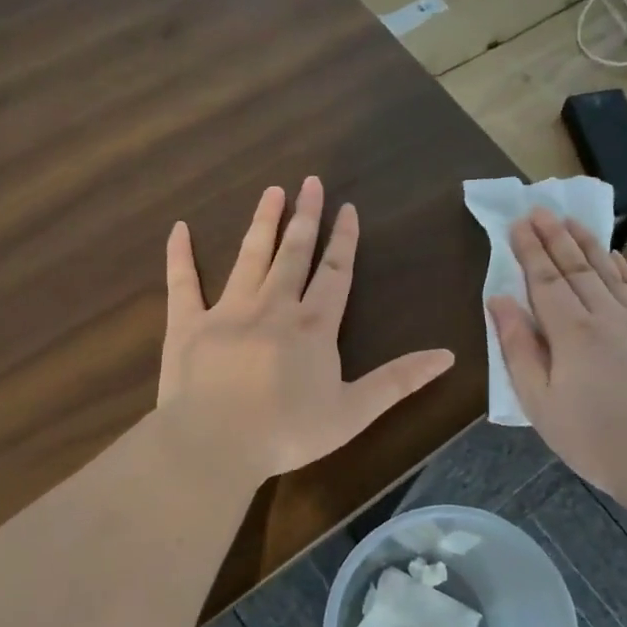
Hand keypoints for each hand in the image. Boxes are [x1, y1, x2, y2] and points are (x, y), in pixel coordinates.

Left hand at [158, 177, 455, 484]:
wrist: (215, 444)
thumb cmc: (288, 432)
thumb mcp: (354, 411)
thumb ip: (399, 381)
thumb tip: (448, 355)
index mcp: (313, 326)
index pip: (334, 273)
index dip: (343, 240)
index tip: (346, 208)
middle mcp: (273, 307)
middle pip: (293, 254)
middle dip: (305, 217)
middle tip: (310, 181)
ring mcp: (227, 311)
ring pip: (249, 257)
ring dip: (261, 223)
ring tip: (271, 192)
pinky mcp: (187, 325)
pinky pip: (182, 283)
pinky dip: (180, 256)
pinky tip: (179, 229)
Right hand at [487, 210, 626, 500]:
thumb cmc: (590, 437)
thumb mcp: (538, 401)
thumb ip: (518, 347)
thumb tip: (499, 301)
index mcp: (571, 332)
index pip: (545, 280)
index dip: (530, 250)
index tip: (519, 222)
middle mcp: (606, 317)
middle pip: (577, 268)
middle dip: (556, 237)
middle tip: (541, 209)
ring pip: (609, 273)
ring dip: (588, 244)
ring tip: (573, 221)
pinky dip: (622, 269)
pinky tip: (615, 258)